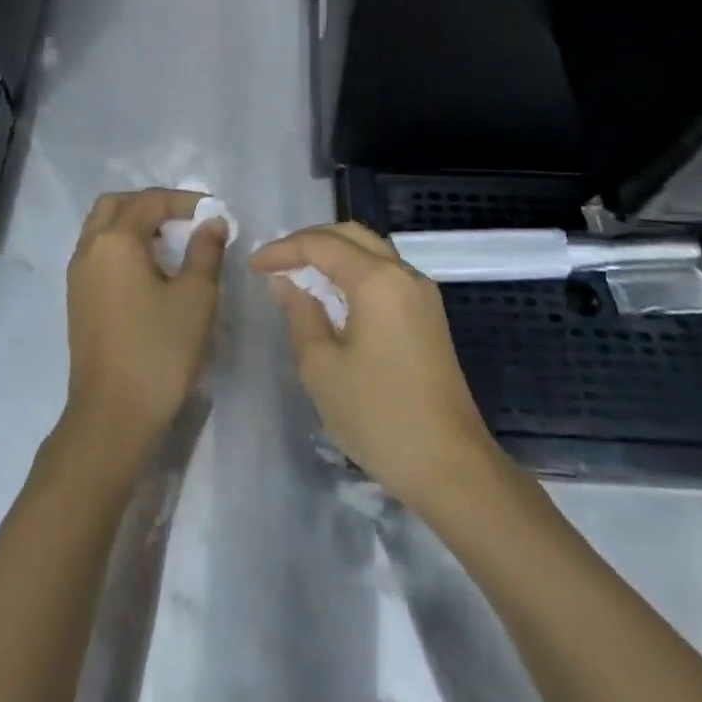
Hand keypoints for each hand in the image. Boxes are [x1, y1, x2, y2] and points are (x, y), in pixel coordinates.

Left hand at [60, 188, 228, 468]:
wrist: (113, 413)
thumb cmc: (159, 350)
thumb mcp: (195, 297)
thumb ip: (205, 251)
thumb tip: (212, 221)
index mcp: (115, 241)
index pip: (149, 201)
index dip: (183, 200)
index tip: (213, 211)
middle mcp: (88, 250)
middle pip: (114, 205)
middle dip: (149, 204)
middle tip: (183, 219)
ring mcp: (77, 276)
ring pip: (101, 229)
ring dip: (133, 225)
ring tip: (170, 244)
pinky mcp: (77, 300)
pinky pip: (97, 254)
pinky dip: (121, 247)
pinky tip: (149, 272)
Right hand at [250, 222, 501, 507]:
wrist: (449, 466)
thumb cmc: (377, 416)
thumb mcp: (322, 367)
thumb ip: (300, 314)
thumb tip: (285, 282)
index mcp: (378, 281)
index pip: (322, 245)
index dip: (283, 249)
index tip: (252, 266)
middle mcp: (404, 275)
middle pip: (352, 235)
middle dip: (309, 241)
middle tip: (275, 261)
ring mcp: (422, 296)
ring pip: (372, 252)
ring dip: (334, 254)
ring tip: (298, 274)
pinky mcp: (428, 317)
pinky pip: (386, 275)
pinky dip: (354, 273)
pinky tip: (333, 297)